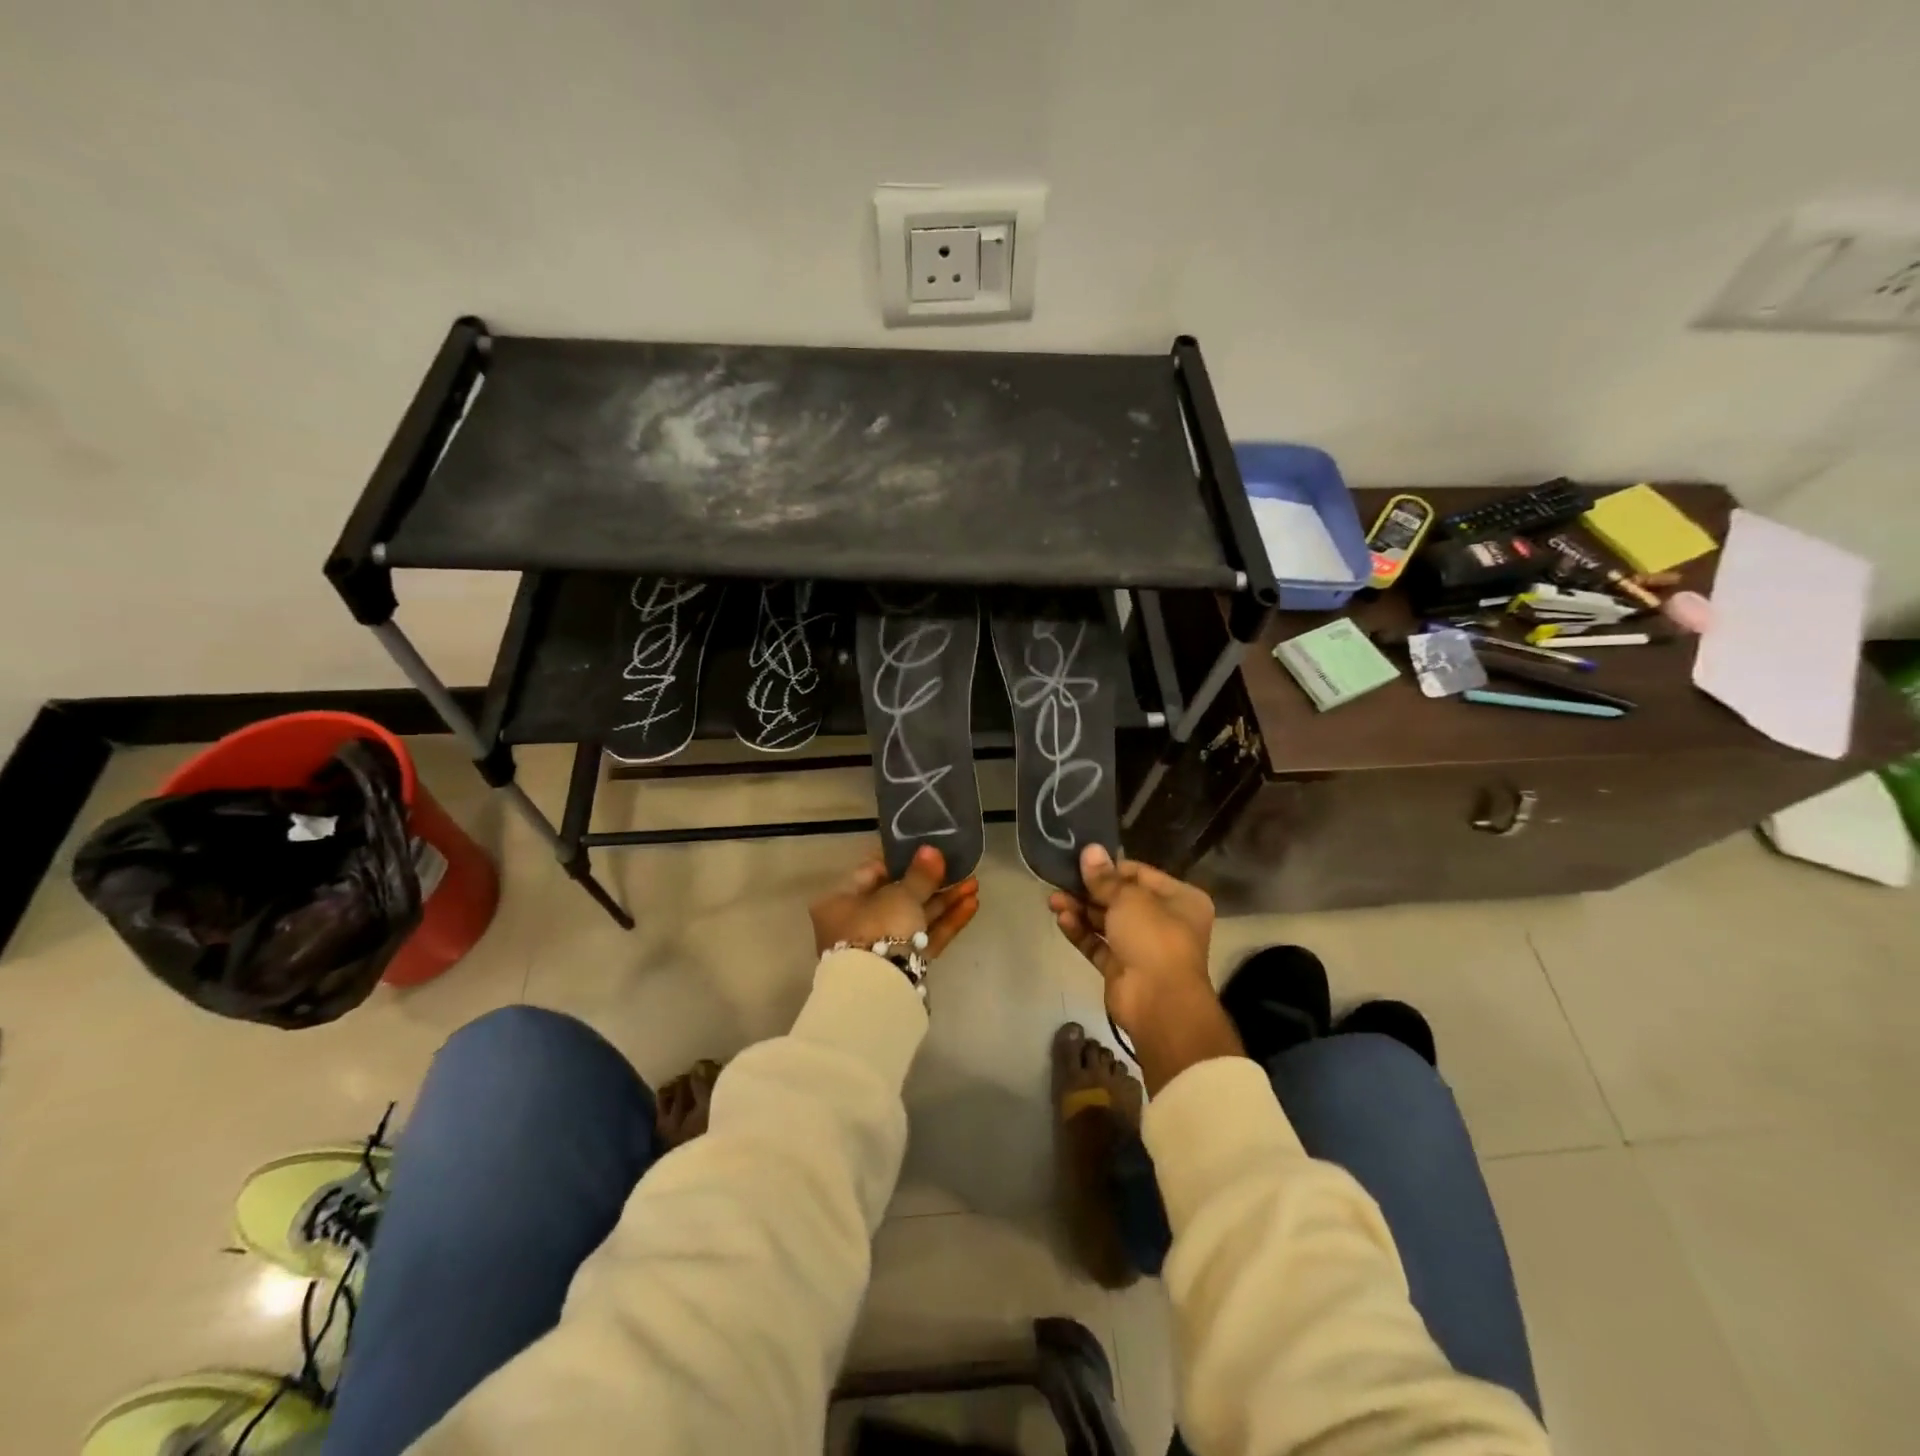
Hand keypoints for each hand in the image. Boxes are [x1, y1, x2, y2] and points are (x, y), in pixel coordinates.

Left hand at [810, 845, 979, 958]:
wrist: (880, 990)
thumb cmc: (878, 928)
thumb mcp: (901, 895)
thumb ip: (921, 874)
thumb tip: (932, 850)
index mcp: (841, 901)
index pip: (870, 872)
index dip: (900, 860)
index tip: (925, 850)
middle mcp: (856, 924)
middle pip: (898, 897)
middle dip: (932, 883)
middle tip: (959, 868)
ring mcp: (880, 948)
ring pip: (916, 918)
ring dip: (945, 902)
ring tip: (974, 885)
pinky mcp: (903, 967)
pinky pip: (924, 938)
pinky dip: (945, 922)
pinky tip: (971, 906)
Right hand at [1050, 845, 1241, 1093]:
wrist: (1159, 1003)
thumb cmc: (1154, 938)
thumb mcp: (1129, 899)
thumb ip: (1105, 877)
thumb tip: (1090, 850)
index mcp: (1179, 899)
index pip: (1140, 874)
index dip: (1110, 867)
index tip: (1082, 860)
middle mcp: (1164, 921)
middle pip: (1120, 898)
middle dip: (1089, 890)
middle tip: (1060, 879)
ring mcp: (1142, 947)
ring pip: (1106, 922)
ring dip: (1080, 910)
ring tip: (1053, 900)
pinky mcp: (1121, 968)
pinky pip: (1098, 944)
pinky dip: (1081, 932)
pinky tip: (1062, 920)